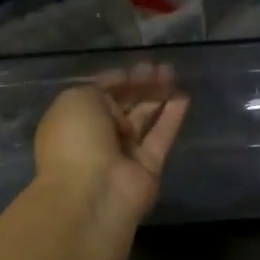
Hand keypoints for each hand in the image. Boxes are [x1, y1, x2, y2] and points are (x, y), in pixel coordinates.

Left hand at [35, 63, 189, 230]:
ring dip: (159, 96)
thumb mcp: (78, 98)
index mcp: (74, 119)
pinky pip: (161, 137)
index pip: (101, 93)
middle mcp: (98, 136)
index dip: (121, 79)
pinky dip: (172, 117)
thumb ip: (102, 87)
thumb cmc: (77, 139)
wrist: (91, 194)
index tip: (141, 66)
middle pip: (125, 105)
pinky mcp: (148, 168)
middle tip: (164, 68)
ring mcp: (124, 153)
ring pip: (144, 118)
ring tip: (175, 75)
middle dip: (143, 85)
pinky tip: (184, 96)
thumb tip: (124, 86)